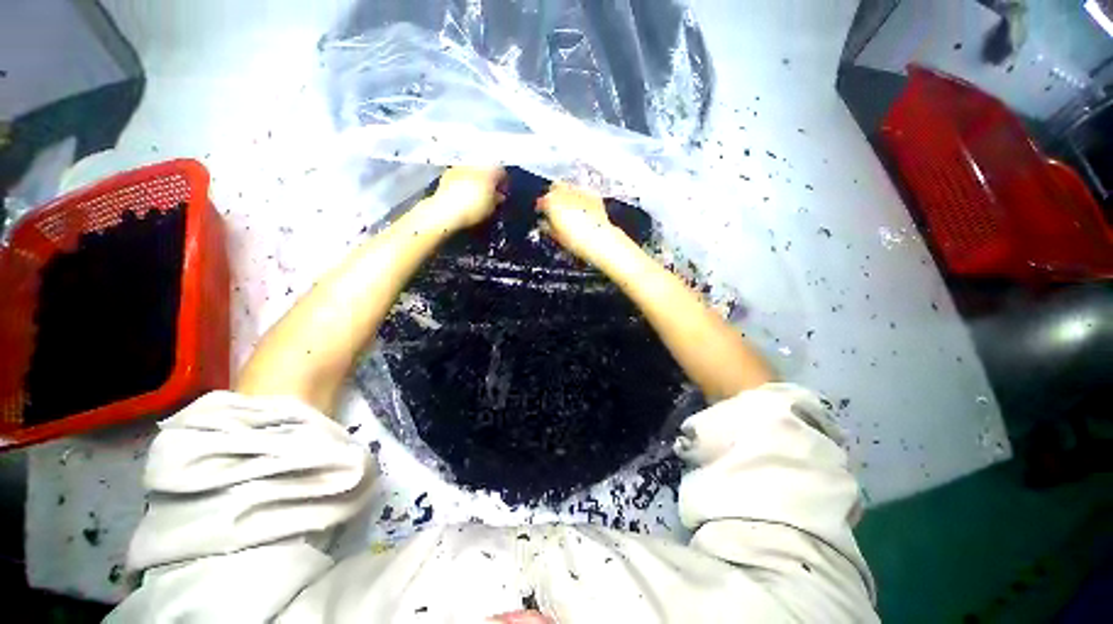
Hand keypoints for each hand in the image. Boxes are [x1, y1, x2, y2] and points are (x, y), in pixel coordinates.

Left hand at [426, 166, 506, 229]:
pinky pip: (461, 177)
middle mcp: (474, 164)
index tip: (504, 194)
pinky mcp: (447, 175)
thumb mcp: (493, 207)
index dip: (505, 183)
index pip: (502, 171)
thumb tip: (500, 195)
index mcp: (488, 170)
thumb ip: (498, 198)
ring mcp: (459, 168)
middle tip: (491, 195)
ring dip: (477, 182)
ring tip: (478, 196)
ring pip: (473, 172)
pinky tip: (464, 196)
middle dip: (490, 181)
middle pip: (486, 170)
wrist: (445, 211)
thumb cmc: (474, 209)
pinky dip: (465, 184)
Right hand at [537, 182, 623, 259]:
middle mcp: (564, 191)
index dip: (541, 208)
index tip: (542, 214)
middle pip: (555, 187)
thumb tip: (544, 223)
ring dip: (567, 195)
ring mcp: (579, 191)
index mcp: (551, 201)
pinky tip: (583, 209)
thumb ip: (546, 225)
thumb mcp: (555, 235)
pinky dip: (580, 198)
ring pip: (569, 187)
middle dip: (554, 195)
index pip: (541, 201)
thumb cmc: (573, 239)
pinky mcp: (592, 194)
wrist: (597, 239)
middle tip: (556, 208)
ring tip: (570, 208)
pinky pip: (583, 193)